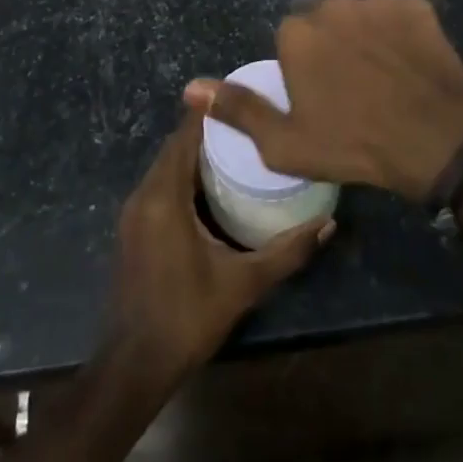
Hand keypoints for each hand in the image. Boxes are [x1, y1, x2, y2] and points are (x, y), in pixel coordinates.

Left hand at [108, 111, 332, 388]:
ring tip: (239, 146)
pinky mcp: (134, 228)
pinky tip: (214, 184)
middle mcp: (144, 195)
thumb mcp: (244, 284)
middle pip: (176, 146)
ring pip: (166, 166)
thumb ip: (287, 252)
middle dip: (209, 130)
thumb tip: (329, 224)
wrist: (133, 366)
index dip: (211, 113)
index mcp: (164, 197)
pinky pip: (160, 184)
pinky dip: (184, 174)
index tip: (242, 95)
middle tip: (251, 121)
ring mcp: (134, 213)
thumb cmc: (187, 317)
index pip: (186, 136)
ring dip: (196, 152)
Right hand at [184, 0, 462, 203]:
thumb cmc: (354, 144)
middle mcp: (333, 5)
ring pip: (362, 15)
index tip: (323, 97)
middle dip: (334, 45)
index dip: (305, 70)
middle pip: (325, 21)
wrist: (436, 139)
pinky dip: (401, 32)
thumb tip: (190, 87)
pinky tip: (411, 63)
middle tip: (354, 86)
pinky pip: (398, 14)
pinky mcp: (415, 4)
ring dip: (367, 36)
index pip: (291, 40)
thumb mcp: (285, 143)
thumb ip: (237, 109)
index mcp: (297, 34)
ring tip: (386, 75)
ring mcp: (378, 1)